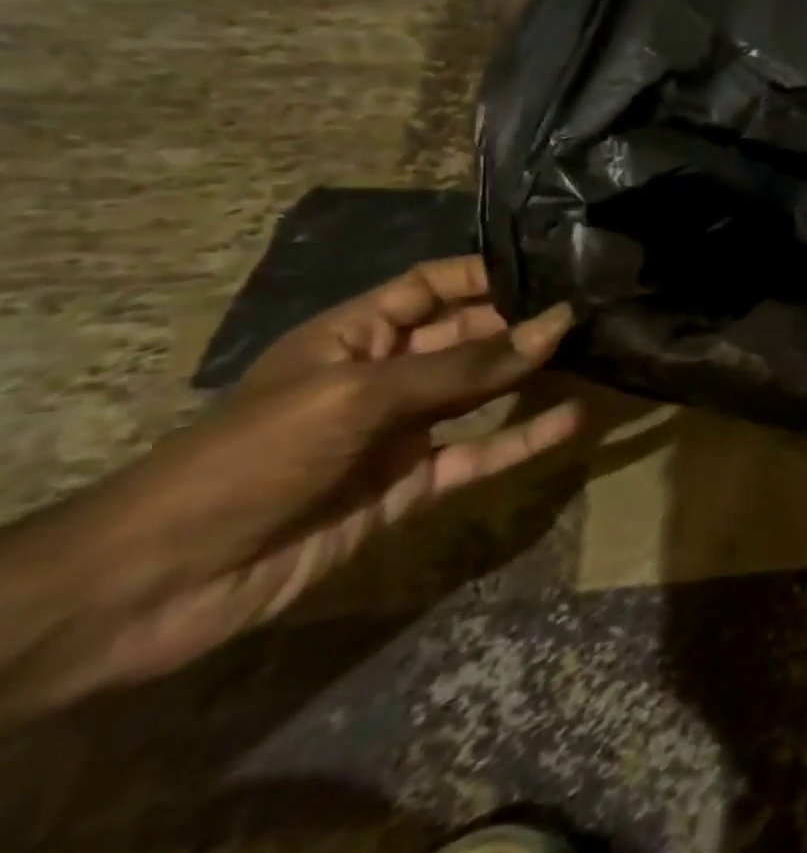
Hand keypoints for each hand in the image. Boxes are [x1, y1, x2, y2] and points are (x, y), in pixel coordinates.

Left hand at [0, 258, 580, 717]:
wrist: (162, 584)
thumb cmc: (256, 457)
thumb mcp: (362, 396)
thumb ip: (465, 367)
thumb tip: (556, 326)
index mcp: (357, 335)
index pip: (433, 287)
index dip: (487, 275)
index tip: (555, 268)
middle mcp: (386, 374)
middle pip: (468, 337)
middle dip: (523, 323)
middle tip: (594, 312)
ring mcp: (402, 432)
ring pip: (483, 394)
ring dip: (532, 377)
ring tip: (597, 355)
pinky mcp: (415, 485)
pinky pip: (482, 453)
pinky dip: (526, 439)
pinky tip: (573, 420)